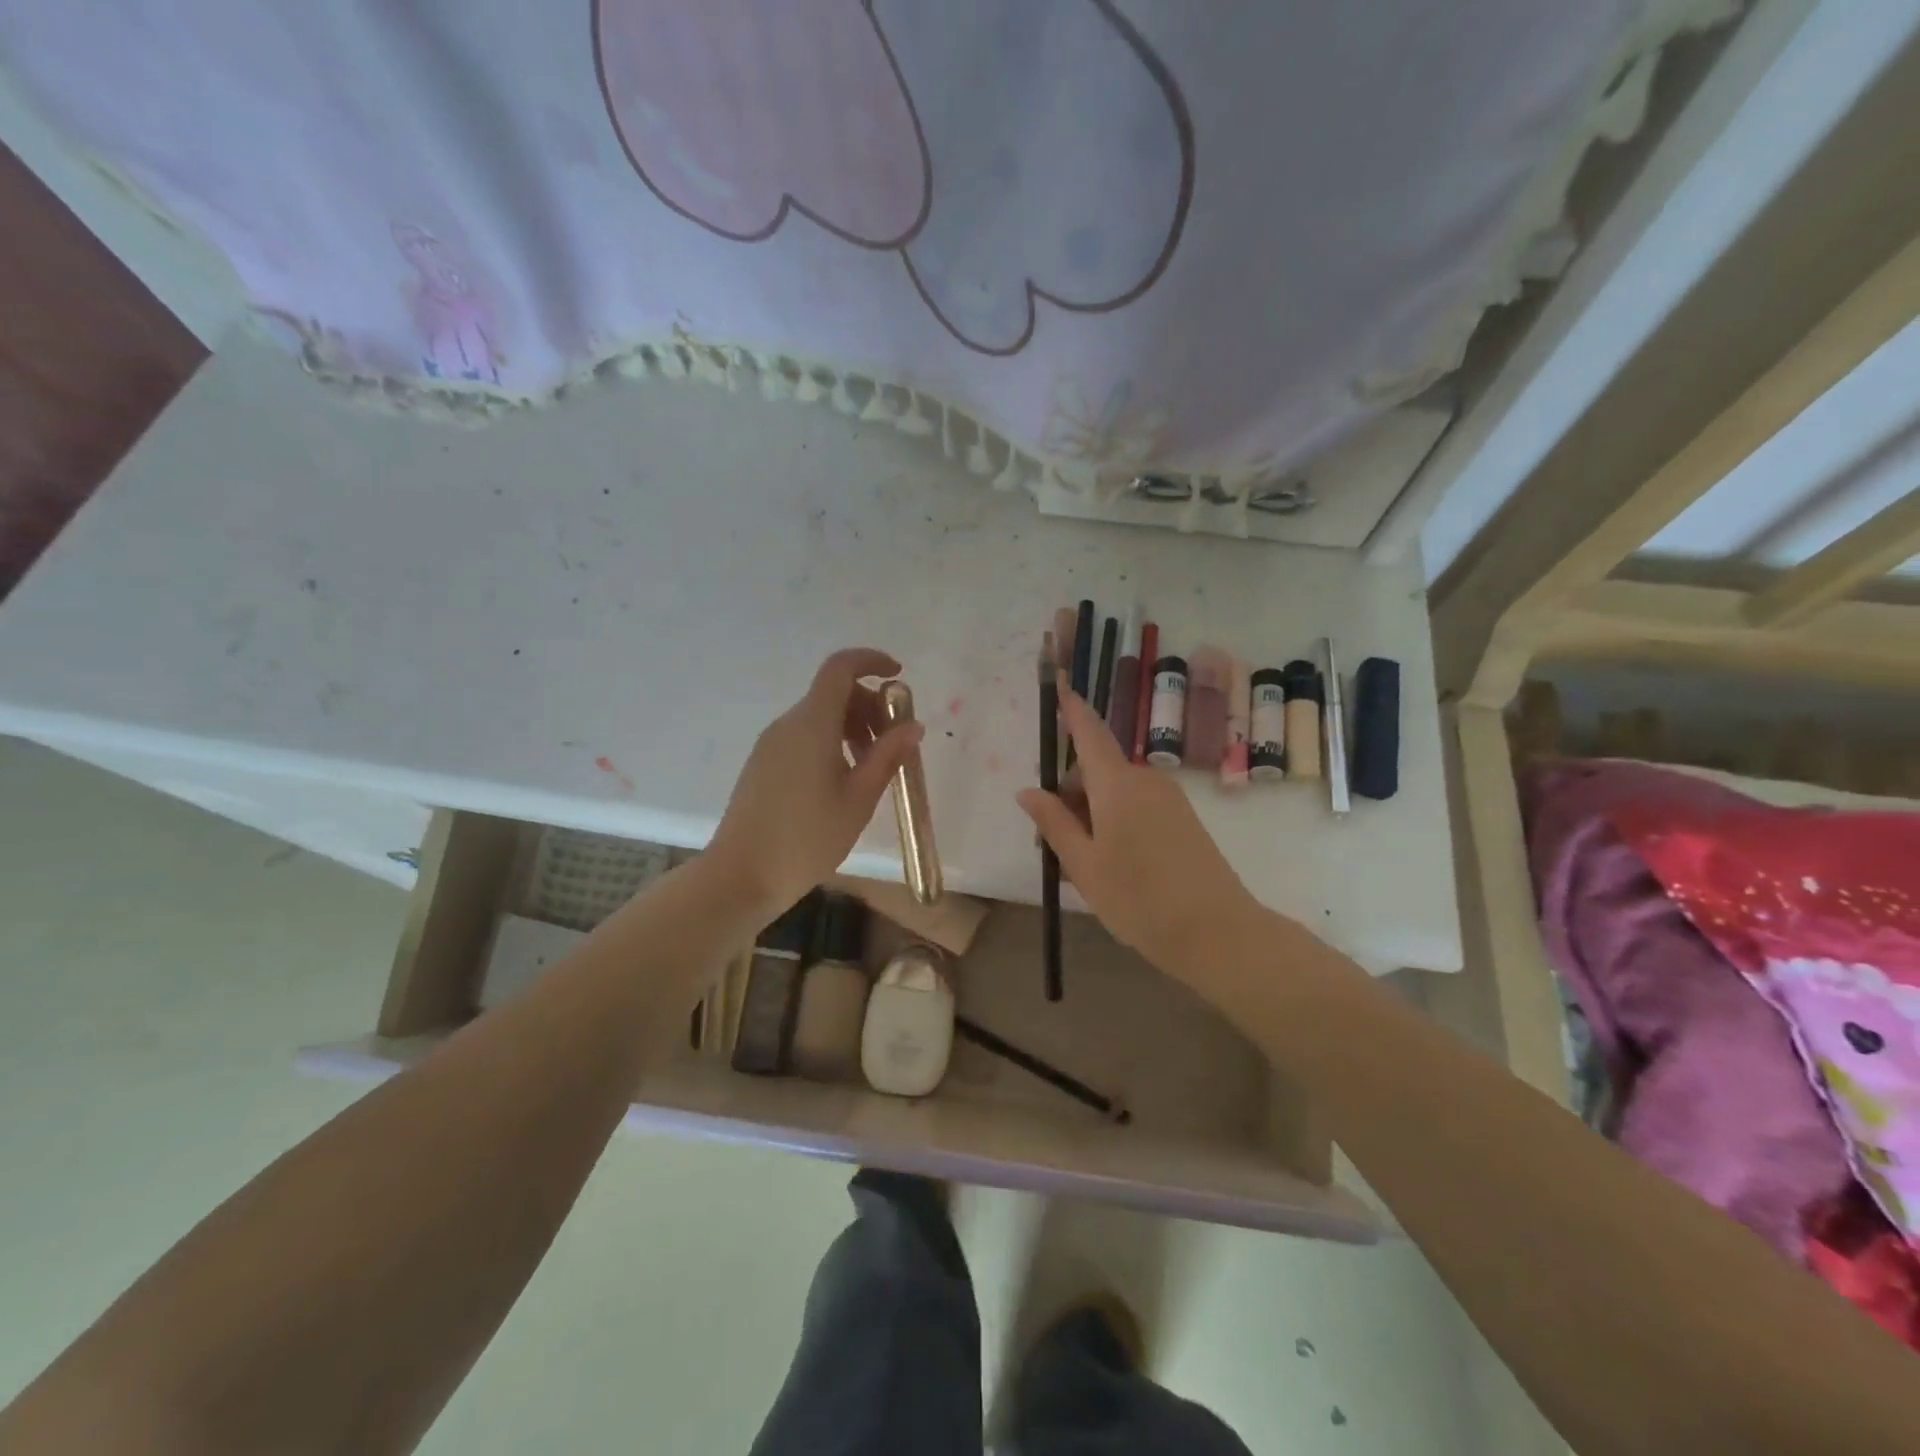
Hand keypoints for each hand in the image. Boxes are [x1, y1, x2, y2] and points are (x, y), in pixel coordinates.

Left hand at [708, 648, 924, 918]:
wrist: (742, 875)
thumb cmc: (807, 838)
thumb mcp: (859, 798)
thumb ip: (887, 756)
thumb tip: (913, 726)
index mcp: (812, 724)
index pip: (840, 668)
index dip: (871, 661)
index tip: (899, 675)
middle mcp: (789, 723)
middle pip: (834, 693)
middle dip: (870, 707)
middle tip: (894, 745)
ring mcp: (772, 743)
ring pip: (820, 716)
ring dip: (853, 727)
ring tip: (871, 768)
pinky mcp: (764, 763)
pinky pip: (804, 736)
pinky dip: (832, 742)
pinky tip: (843, 781)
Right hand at [1017, 685, 1263, 977]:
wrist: (1219, 933)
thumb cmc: (1139, 899)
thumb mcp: (1084, 865)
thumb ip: (1054, 824)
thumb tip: (1028, 790)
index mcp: (1117, 784)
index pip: (1088, 731)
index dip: (1070, 707)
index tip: (1057, 680)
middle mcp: (1144, 779)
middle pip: (1094, 770)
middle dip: (1068, 795)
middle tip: (1051, 848)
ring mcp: (1167, 798)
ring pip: (1114, 791)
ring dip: (1090, 814)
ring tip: (1082, 867)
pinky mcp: (1182, 818)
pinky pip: (1135, 806)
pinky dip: (1114, 822)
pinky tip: (1111, 865)